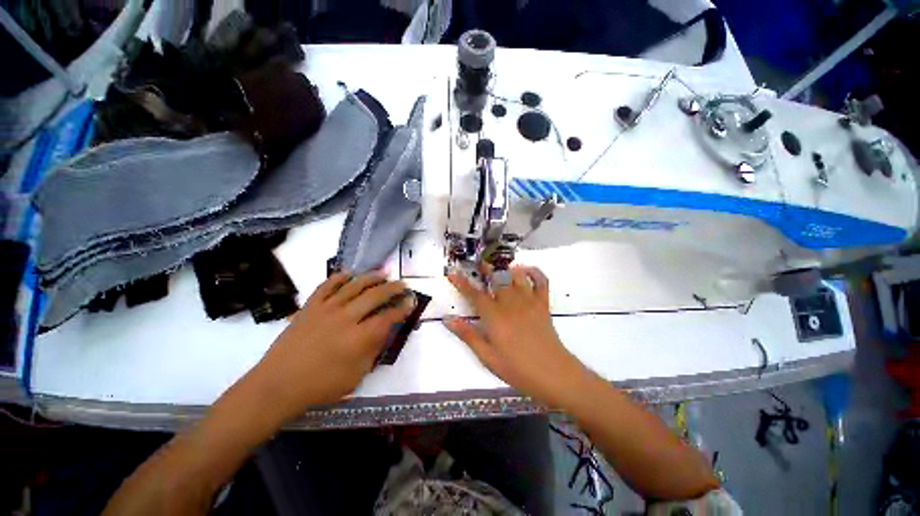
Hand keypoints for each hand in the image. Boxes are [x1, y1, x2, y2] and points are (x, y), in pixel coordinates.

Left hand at [254, 272, 415, 413]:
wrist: (277, 384)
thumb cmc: (320, 386)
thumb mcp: (356, 375)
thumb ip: (373, 350)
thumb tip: (385, 331)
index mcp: (359, 338)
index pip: (388, 317)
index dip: (403, 308)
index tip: (411, 301)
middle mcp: (346, 318)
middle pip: (376, 295)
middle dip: (393, 288)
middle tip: (403, 284)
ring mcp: (326, 309)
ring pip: (355, 285)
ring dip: (372, 277)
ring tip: (383, 274)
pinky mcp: (310, 306)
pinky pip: (328, 285)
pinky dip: (341, 277)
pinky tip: (350, 274)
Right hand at [445, 266, 585, 407]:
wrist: (553, 374)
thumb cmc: (517, 368)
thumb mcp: (487, 356)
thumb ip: (468, 335)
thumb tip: (448, 320)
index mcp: (494, 316)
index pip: (474, 295)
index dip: (462, 283)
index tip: (453, 273)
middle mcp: (510, 303)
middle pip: (496, 279)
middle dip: (486, 269)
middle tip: (478, 264)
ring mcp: (528, 301)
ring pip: (516, 276)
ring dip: (506, 268)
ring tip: (499, 266)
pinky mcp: (543, 304)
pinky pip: (541, 281)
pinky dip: (534, 272)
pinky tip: (526, 270)